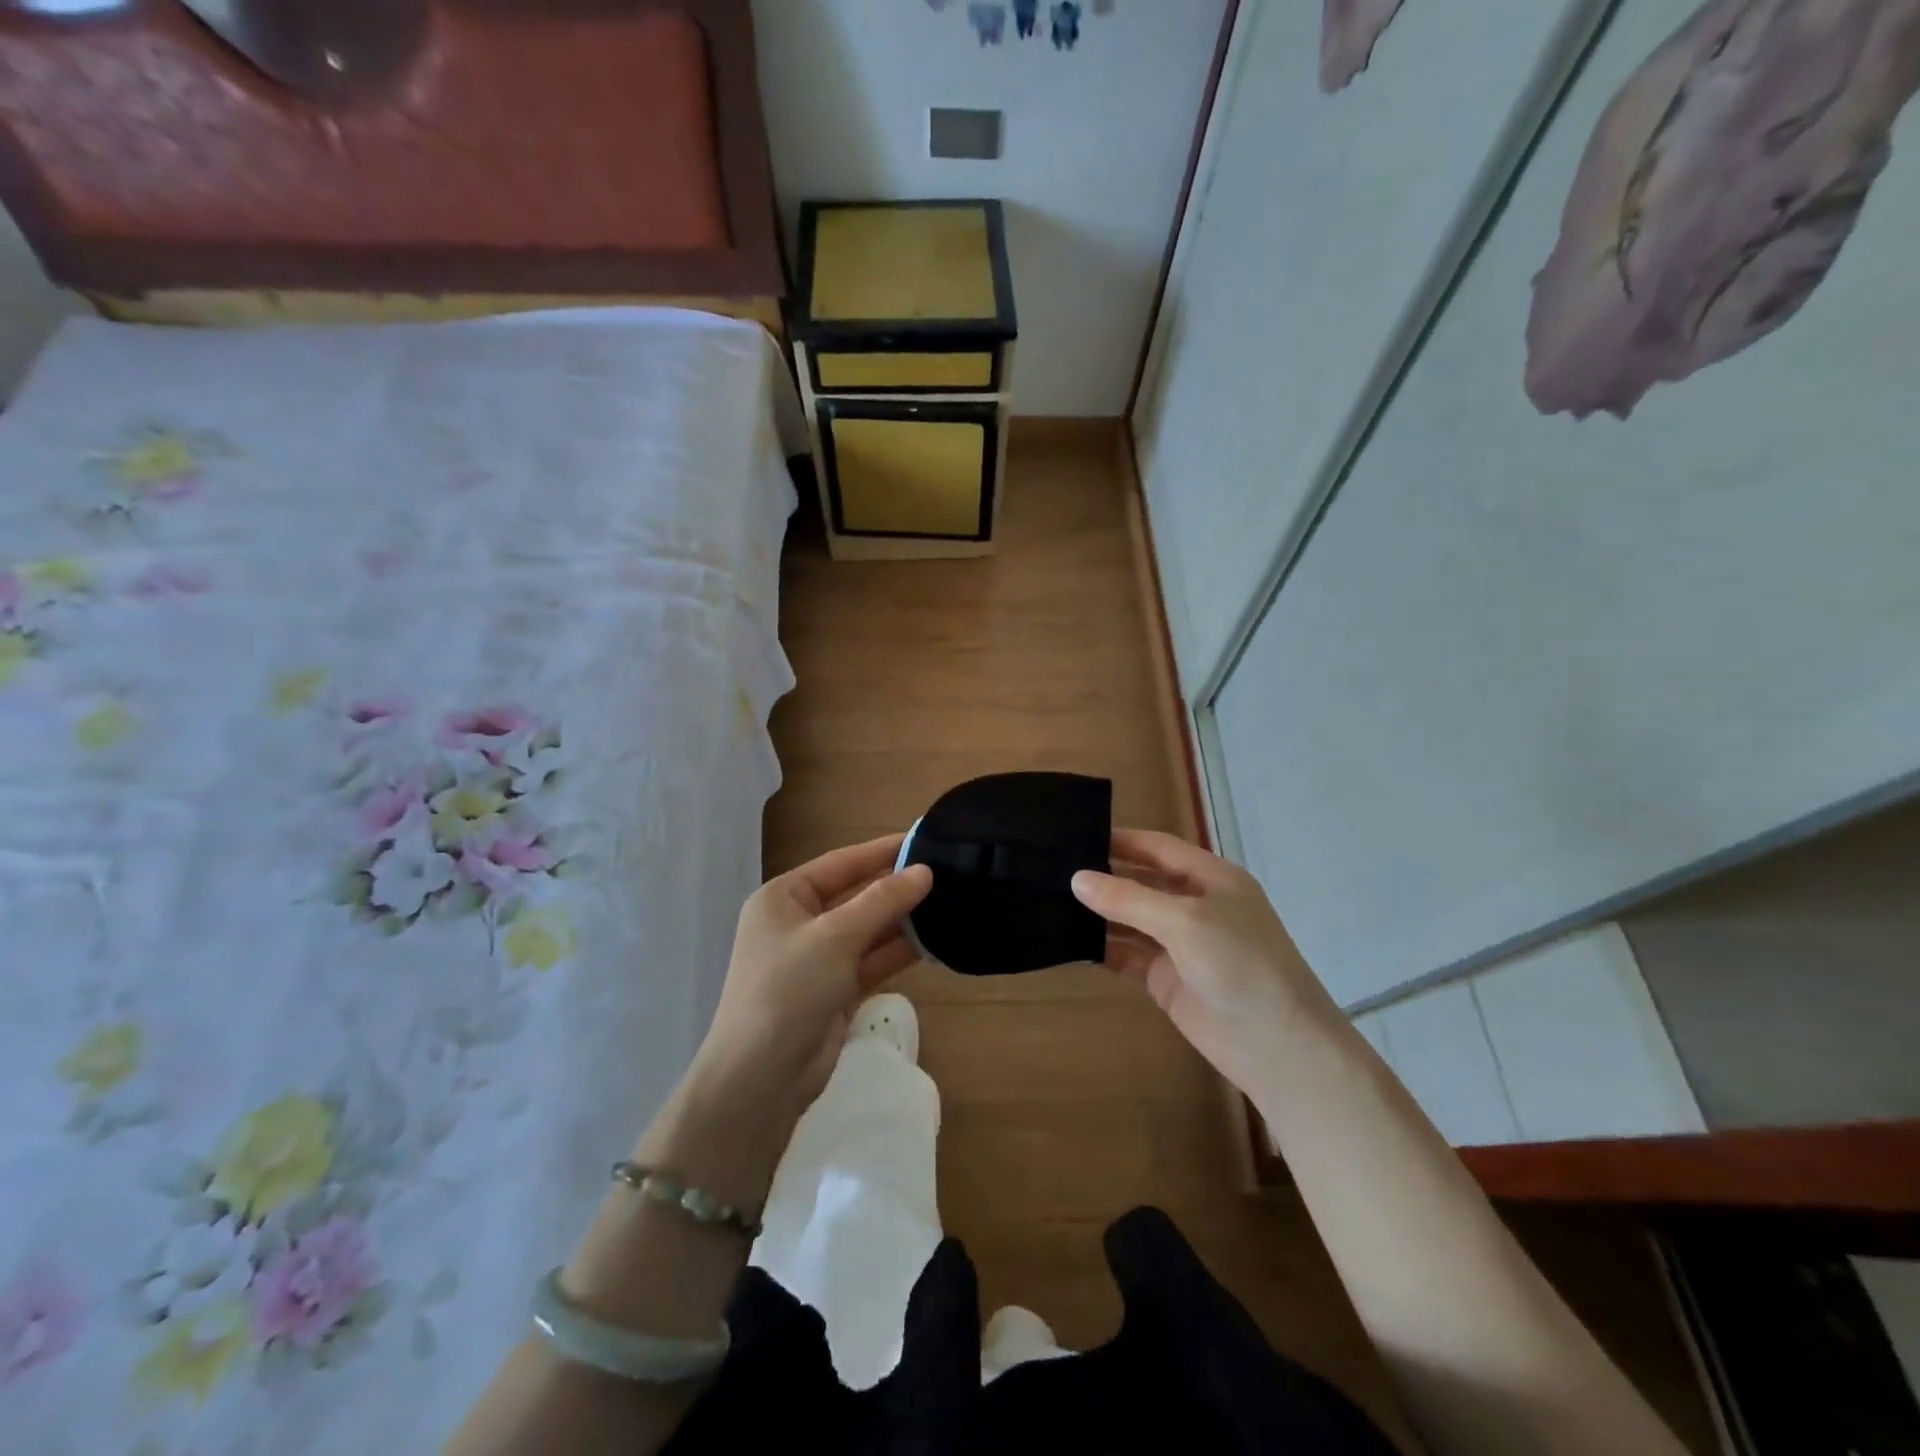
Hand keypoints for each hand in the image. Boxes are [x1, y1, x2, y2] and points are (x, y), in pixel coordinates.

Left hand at [689, 835, 932, 1125]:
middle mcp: (798, 923)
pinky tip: (933, 941)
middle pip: (855, 895)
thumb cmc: (788, 989)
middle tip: (946, 872)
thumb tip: (924, 871)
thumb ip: (882, 901)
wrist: (760, 1079)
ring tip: (949, 902)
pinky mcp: (834, 990)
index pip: (840, 863)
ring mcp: (817, 959)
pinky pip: (871, 960)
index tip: (924, 839)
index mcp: (783, 898)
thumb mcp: (835, 937)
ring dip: (902, 920)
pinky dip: (898, 951)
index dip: (881, 851)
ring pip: (867, 930)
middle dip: (896, 887)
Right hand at [1071, 829, 1339, 1094]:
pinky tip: (1069, 940)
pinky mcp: (1166, 978)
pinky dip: (1101, 947)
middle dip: (1103, 876)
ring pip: (1130, 919)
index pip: (1157, 847)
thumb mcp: (1186, 922)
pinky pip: (1127, 954)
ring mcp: (1180, 943)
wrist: (1278, 1048)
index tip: (1072, 835)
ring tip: (1049, 900)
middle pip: (1141, 881)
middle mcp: (1194, 905)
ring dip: (1098, 913)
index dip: (1119, 840)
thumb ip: (1129, 899)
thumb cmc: (1241, 966)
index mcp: (1211, 878)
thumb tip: (1077, 879)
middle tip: (1050, 868)